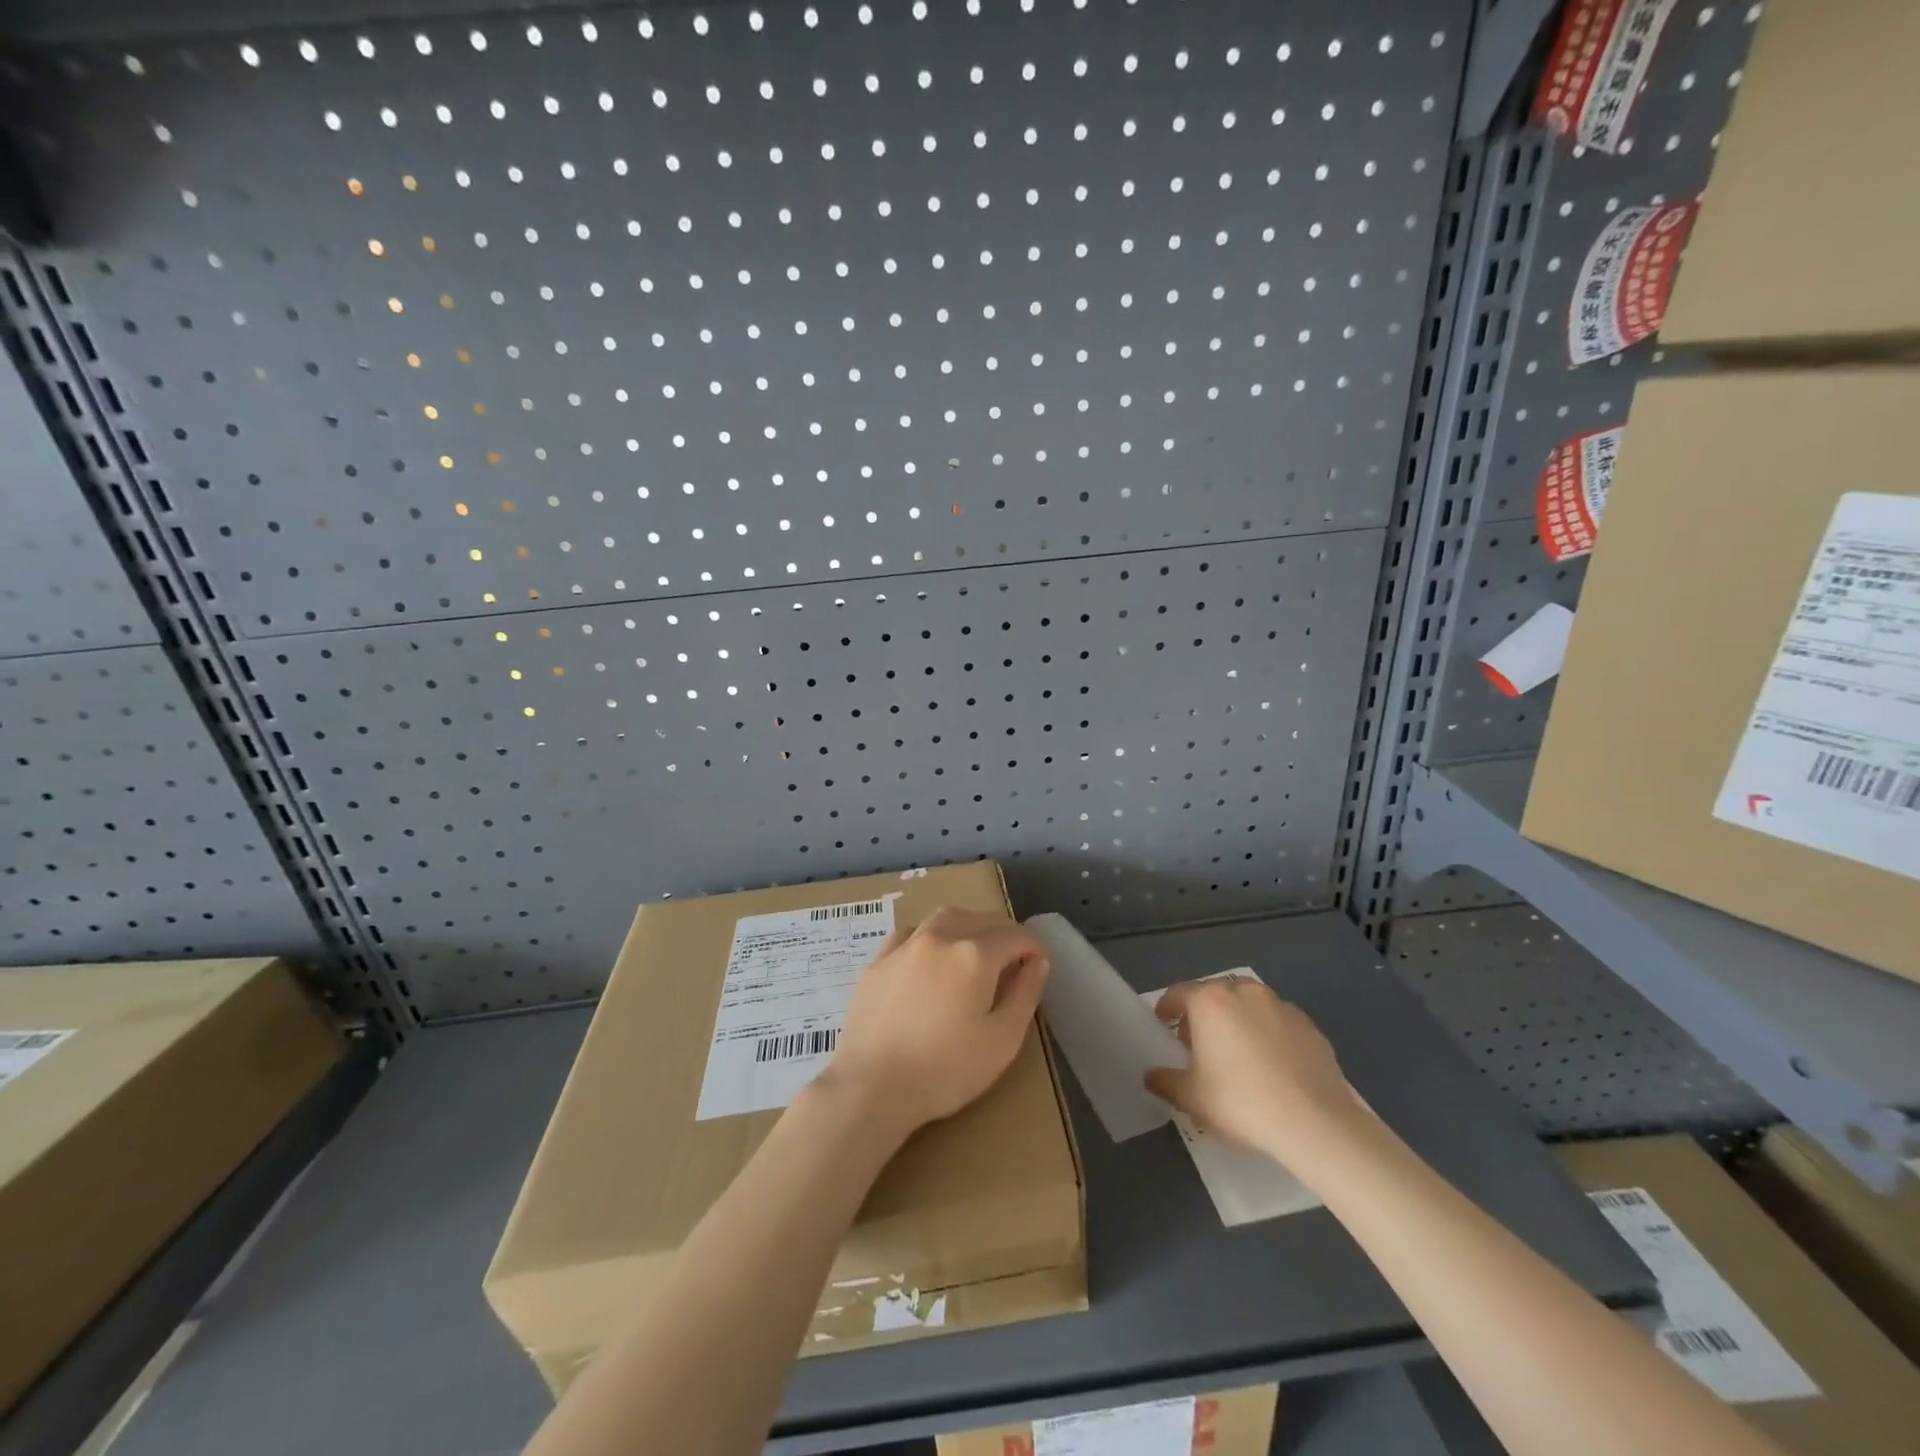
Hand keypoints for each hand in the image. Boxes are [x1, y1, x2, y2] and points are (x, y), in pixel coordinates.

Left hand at [824, 906, 1049, 1137]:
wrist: (871, 1086)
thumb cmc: (945, 1070)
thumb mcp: (1002, 1041)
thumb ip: (1025, 995)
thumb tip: (1038, 962)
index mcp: (974, 954)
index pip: (1014, 936)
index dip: (1033, 947)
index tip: (1040, 964)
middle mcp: (940, 937)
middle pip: (980, 918)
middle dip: (1003, 932)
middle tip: (1013, 957)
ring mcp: (905, 946)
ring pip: (944, 918)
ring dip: (967, 926)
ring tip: (974, 950)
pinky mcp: (878, 961)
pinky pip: (911, 932)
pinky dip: (930, 935)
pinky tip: (930, 955)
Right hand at [1144, 976, 1368, 1168]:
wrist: (1314, 1122)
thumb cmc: (1241, 1101)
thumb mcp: (1191, 1097)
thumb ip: (1164, 1081)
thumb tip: (1151, 1075)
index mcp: (1209, 1001)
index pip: (1178, 993)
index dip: (1166, 1008)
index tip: (1163, 1024)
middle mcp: (1244, 992)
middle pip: (1214, 994)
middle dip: (1202, 1013)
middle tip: (1198, 1043)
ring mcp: (1280, 1005)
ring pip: (1248, 1004)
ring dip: (1237, 1019)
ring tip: (1237, 1051)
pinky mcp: (1309, 1025)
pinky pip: (1278, 1021)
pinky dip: (1268, 1033)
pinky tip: (1272, 1064)